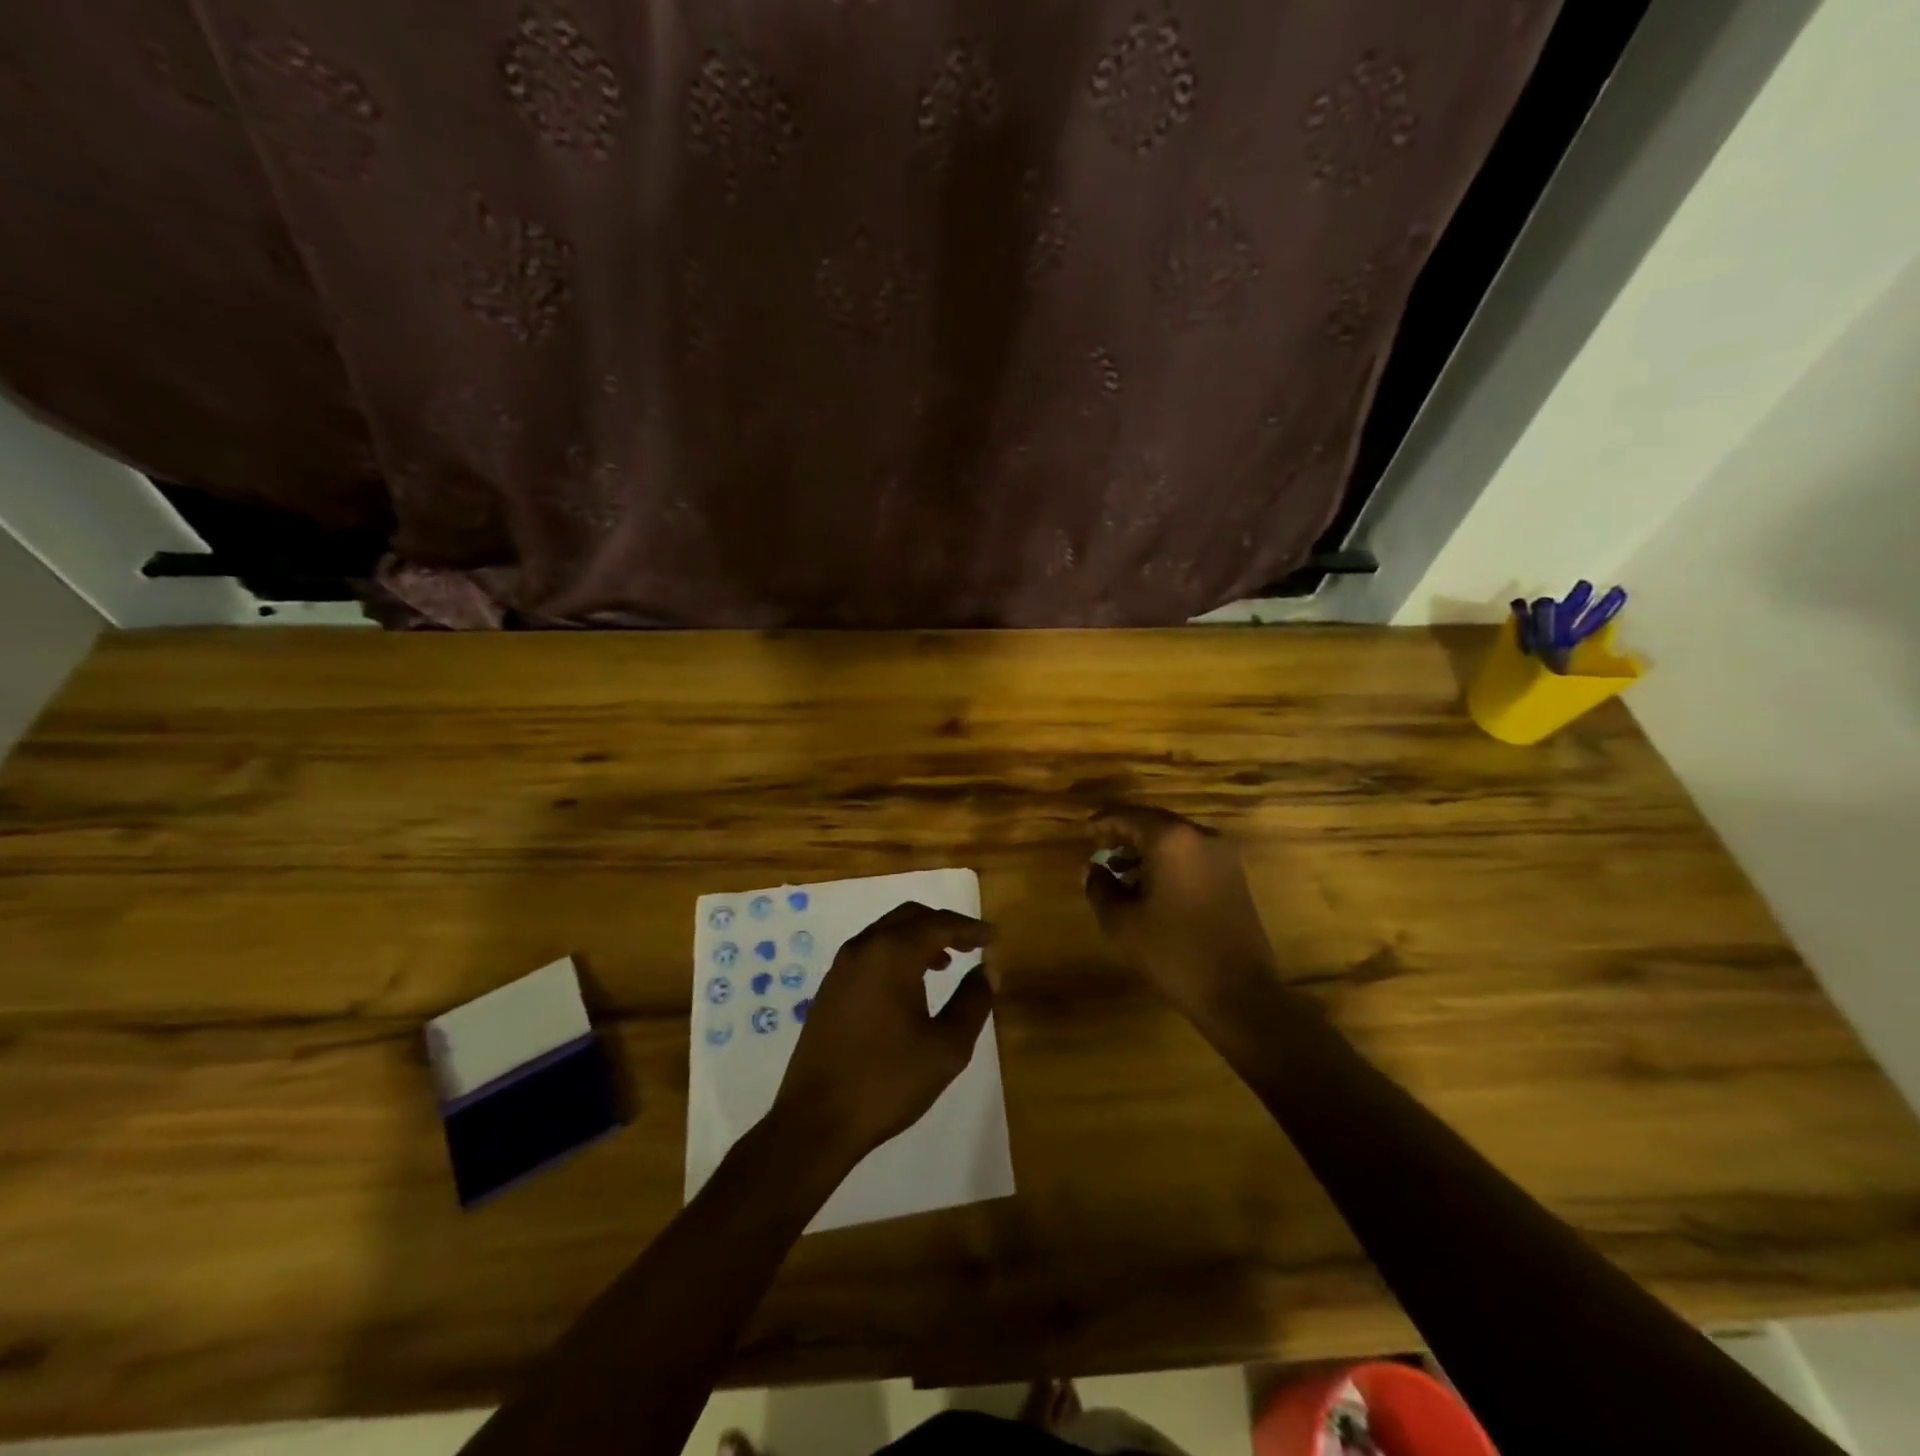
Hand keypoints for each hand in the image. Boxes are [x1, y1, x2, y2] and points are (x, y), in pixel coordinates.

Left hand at [771, 903, 994, 1163]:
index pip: (939, 924)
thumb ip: (973, 1002)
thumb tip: (988, 970)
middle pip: (910, 917)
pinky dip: (896, 953)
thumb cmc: (888, 1081)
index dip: (970, 928)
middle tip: (971, 946)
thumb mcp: (946, 1047)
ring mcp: (841, 967)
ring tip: (945, 964)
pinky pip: (870, 951)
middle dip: (943, 926)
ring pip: (887, 932)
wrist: (816, 1120)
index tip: (993, 938)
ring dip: (918, 938)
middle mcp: (864, 948)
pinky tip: (909, 985)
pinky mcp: (830, 988)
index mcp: (892, 954)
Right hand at [1084, 804, 1282, 1031]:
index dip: (1102, 823)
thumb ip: (1100, 887)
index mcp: (1170, 839)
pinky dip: (1168, 862)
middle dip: (1124, 835)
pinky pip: (1192, 856)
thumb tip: (1093, 869)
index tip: (1083, 833)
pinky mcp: (1234, 876)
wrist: (1239, 993)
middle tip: (1099, 852)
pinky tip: (1152, 887)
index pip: (1127, 816)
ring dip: (1146, 850)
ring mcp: (1223, 856)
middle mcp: (1200, 836)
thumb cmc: (1173, 952)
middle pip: (1153, 823)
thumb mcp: (1122, 923)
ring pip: (1175, 839)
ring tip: (1121, 872)